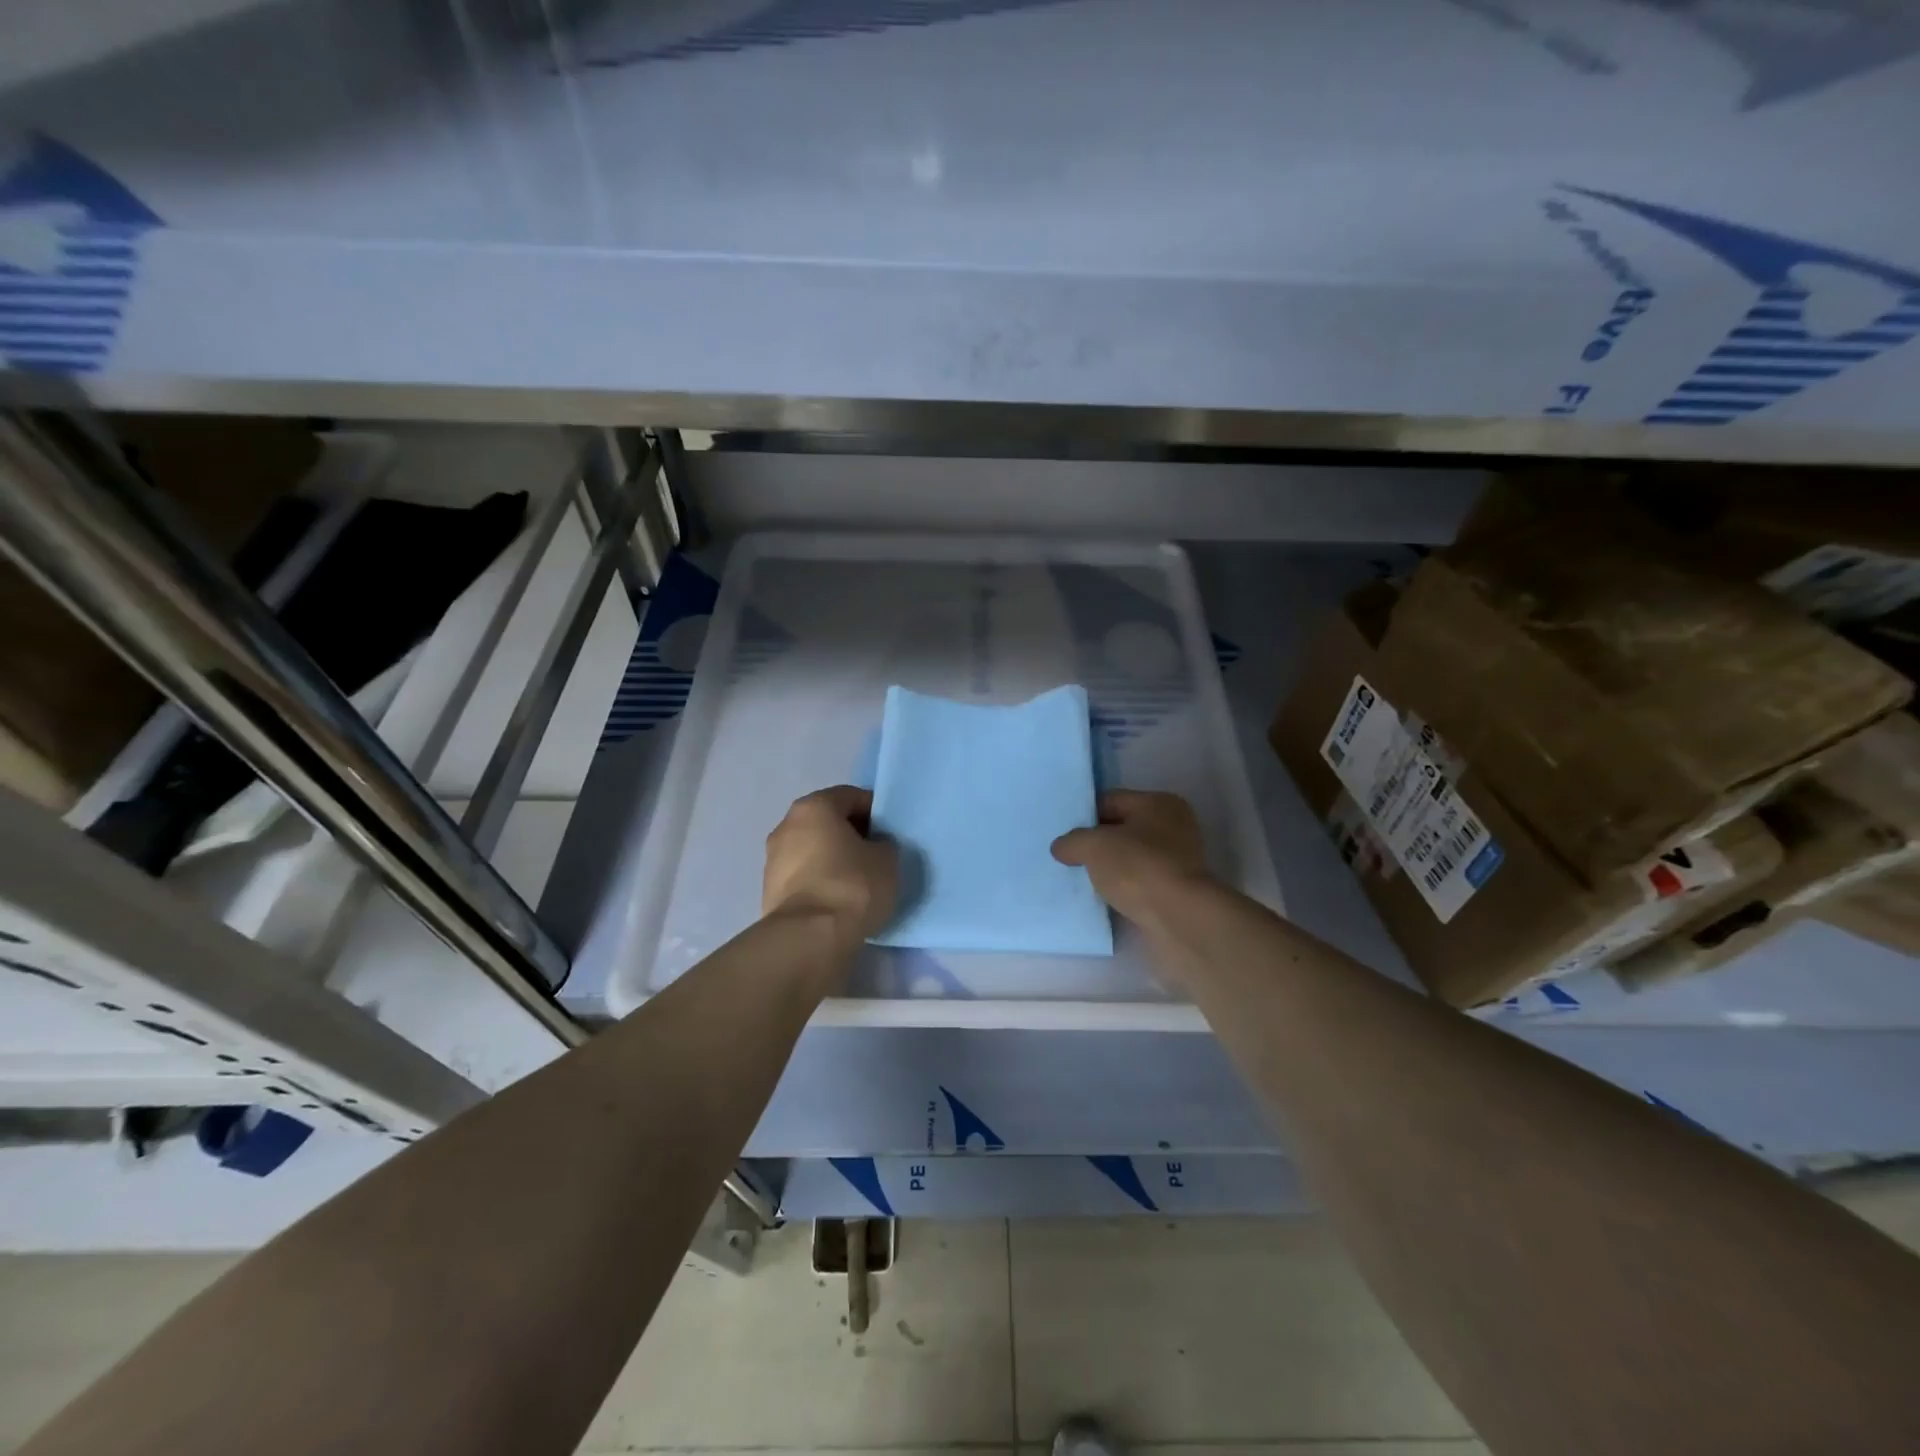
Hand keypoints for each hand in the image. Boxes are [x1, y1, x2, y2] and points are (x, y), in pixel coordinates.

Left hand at [763, 786, 898, 940]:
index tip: (890, 832)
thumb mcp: (887, 859)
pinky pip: (803, 875)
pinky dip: (820, 880)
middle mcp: (787, 825)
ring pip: (813, 849)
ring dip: (833, 858)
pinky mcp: (769, 890)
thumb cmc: (852, 886)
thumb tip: (873, 847)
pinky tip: (838, 899)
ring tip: (858, 881)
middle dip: (851, 834)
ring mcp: (773, 858)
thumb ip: (883, 843)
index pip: (851, 796)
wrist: (808, 938)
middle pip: (827, 821)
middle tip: (876, 855)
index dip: (875, 811)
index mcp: (814, 807)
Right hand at [1052, 790, 1212, 924]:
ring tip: (1082, 879)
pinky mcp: (1176, 891)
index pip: (1111, 800)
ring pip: (1130, 858)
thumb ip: (1073, 841)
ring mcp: (1178, 861)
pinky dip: (1123, 888)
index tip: (1064, 836)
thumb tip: (1061, 847)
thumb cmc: (1138, 868)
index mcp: (1159, 803)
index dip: (1084, 815)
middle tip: (1068, 857)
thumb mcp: (1093, 846)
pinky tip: (1103, 898)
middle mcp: (1174, 827)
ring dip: (1109, 868)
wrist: (1179, 919)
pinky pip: (1139, 883)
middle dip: (1096, 843)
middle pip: (1122, 829)